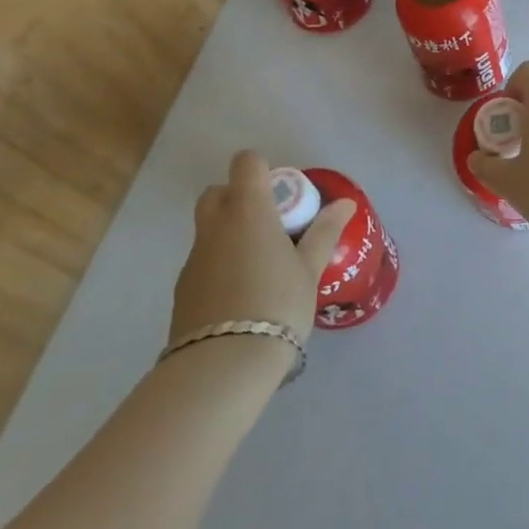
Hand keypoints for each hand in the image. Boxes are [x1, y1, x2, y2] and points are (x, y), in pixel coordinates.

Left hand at [169, 150, 354, 348]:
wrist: (223, 365)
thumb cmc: (277, 304)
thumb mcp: (310, 268)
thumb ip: (325, 231)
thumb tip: (345, 202)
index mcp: (248, 210)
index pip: (246, 163)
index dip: (263, 169)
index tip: (283, 195)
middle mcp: (215, 226)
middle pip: (218, 192)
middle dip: (240, 198)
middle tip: (271, 224)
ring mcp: (194, 258)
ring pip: (209, 228)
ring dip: (231, 233)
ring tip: (261, 266)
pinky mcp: (183, 288)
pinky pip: (204, 260)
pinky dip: (221, 264)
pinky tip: (242, 294)